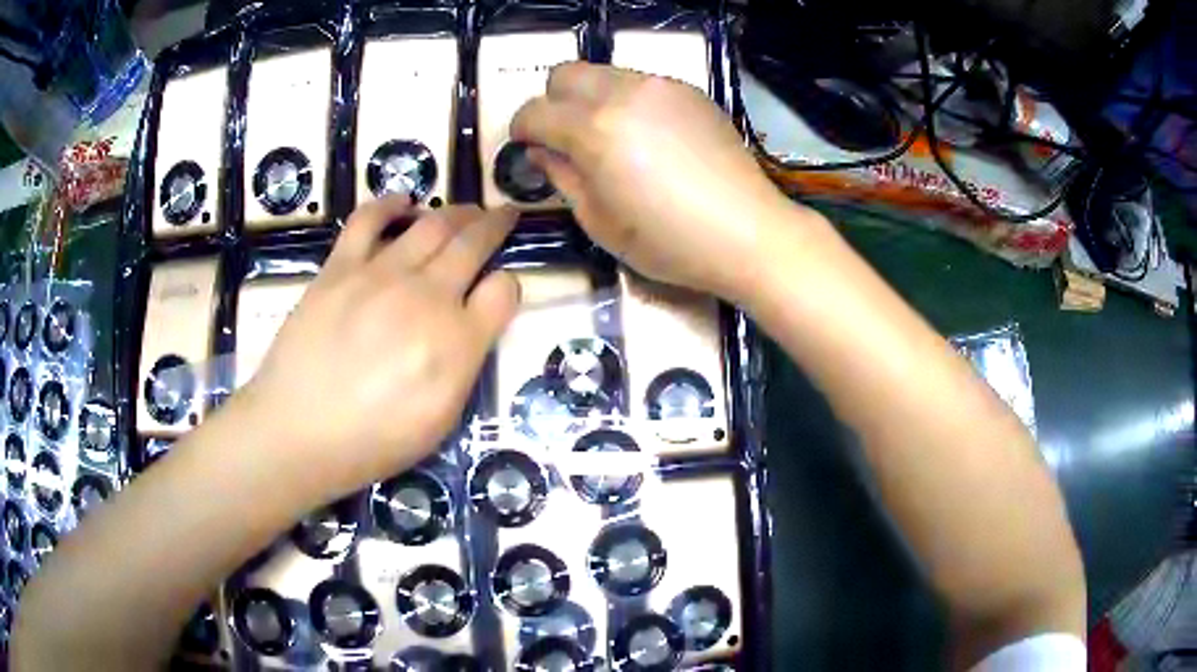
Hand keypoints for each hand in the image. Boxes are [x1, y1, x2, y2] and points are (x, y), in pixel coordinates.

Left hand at [242, 197, 517, 502]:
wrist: (297, 432)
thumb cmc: (372, 441)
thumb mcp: (439, 421)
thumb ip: (465, 366)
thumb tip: (474, 324)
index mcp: (456, 342)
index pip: (503, 290)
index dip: (509, 285)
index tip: (501, 288)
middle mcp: (425, 297)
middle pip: (473, 244)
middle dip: (496, 224)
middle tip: (505, 213)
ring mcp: (379, 275)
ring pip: (431, 225)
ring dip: (457, 212)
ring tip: (468, 209)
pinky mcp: (339, 268)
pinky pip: (368, 220)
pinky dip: (389, 204)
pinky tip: (403, 201)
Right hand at [511, 62, 819, 300]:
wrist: (748, 233)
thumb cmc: (670, 242)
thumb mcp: (600, 223)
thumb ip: (562, 178)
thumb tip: (542, 151)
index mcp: (594, 130)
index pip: (534, 111)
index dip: (521, 131)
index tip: (527, 148)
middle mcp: (624, 93)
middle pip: (565, 73)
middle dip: (553, 102)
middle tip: (564, 138)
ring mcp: (662, 87)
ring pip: (605, 73)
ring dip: (591, 99)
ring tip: (610, 139)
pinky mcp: (690, 92)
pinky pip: (642, 83)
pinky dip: (628, 101)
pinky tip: (649, 138)